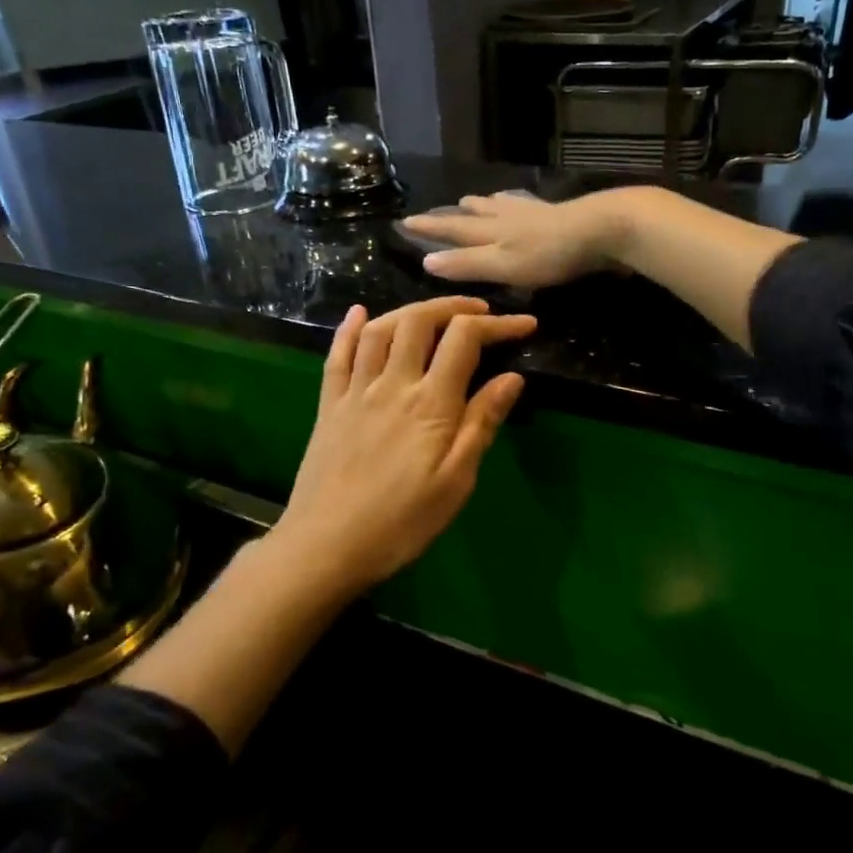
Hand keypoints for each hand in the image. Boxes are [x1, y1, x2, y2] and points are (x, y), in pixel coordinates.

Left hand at [272, 297, 534, 595]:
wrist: (327, 546)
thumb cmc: (402, 522)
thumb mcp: (456, 481)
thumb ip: (482, 423)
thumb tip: (512, 377)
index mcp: (430, 404)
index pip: (465, 340)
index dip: (498, 324)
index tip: (525, 325)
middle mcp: (392, 384)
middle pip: (419, 320)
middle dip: (453, 306)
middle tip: (480, 312)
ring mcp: (355, 392)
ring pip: (379, 330)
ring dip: (409, 311)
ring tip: (433, 314)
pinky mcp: (330, 405)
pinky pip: (337, 354)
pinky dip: (349, 327)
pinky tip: (359, 313)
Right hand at [405, 191, 632, 288]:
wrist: (601, 229)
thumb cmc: (549, 254)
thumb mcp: (503, 265)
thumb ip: (467, 264)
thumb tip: (426, 259)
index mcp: (491, 232)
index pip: (452, 230)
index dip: (430, 228)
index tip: (406, 221)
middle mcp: (506, 218)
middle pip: (474, 214)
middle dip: (453, 214)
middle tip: (438, 209)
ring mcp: (532, 213)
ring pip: (499, 206)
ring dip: (483, 204)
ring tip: (474, 199)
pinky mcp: (557, 214)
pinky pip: (524, 205)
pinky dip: (513, 202)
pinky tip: (520, 202)